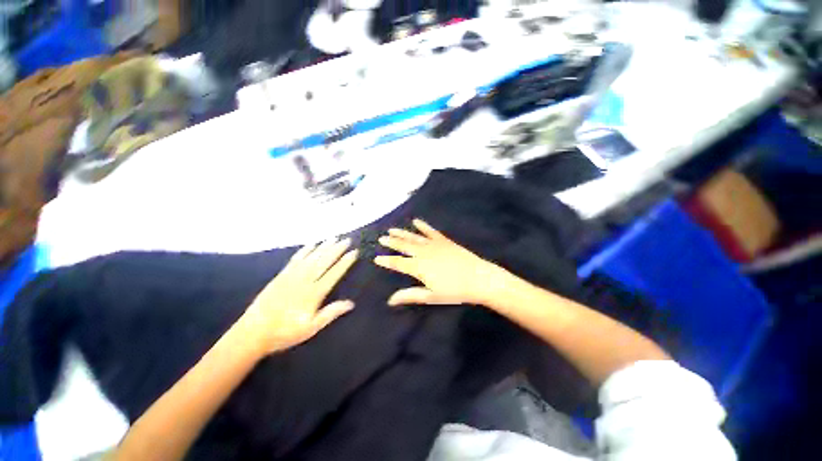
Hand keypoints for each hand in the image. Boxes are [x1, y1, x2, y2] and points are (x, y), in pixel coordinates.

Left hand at [240, 238, 357, 355]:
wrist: (253, 332)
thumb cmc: (285, 332)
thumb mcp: (311, 328)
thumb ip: (331, 313)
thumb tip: (351, 303)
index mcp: (314, 293)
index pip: (334, 273)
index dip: (345, 262)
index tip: (354, 252)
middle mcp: (305, 280)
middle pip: (324, 261)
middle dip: (337, 249)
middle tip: (347, 240)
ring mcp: (292, 276)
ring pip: (312, 257)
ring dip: (324, 246)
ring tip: (334, 238)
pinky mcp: (282, 275)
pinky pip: (296, 259)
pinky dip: (305, 250)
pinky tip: (312, 244)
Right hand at [374, 219, 509, 306]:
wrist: (479, 278)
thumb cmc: (455, 291)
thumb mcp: (431, 296)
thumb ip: (410, 296)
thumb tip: (390, 300)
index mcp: (419, 267)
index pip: (398, 263)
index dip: (386, 261)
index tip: (376, 258)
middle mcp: (424, 253)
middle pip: (404, 246)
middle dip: (392, 242)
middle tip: (381, 238)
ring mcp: (434, 245)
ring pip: (414, 237)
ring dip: (402, 233)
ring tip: (392, 229)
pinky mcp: (444, 241)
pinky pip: (431, 231)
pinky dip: (423, 226)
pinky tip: (416, 221)